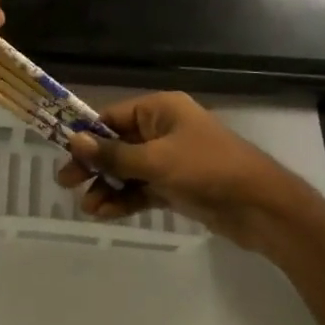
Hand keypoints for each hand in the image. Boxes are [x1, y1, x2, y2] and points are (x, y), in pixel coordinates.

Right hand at [56, 92, 319, 252]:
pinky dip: (125, 199)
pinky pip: (142, 189)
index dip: (87, 135)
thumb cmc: (207, 170)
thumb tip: (75, 139)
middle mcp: (163, 130)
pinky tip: (105, 213)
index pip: (113, 117)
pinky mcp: (176, 186)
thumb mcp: (156, 161)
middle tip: (66, 183)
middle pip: (117, 144)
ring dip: (107, 187)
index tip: (64, 154)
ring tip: (88, 208)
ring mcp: (170, 159)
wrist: (260, 207)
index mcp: (160, 110)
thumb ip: (114, 154)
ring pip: (128, 170)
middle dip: (94, 164)